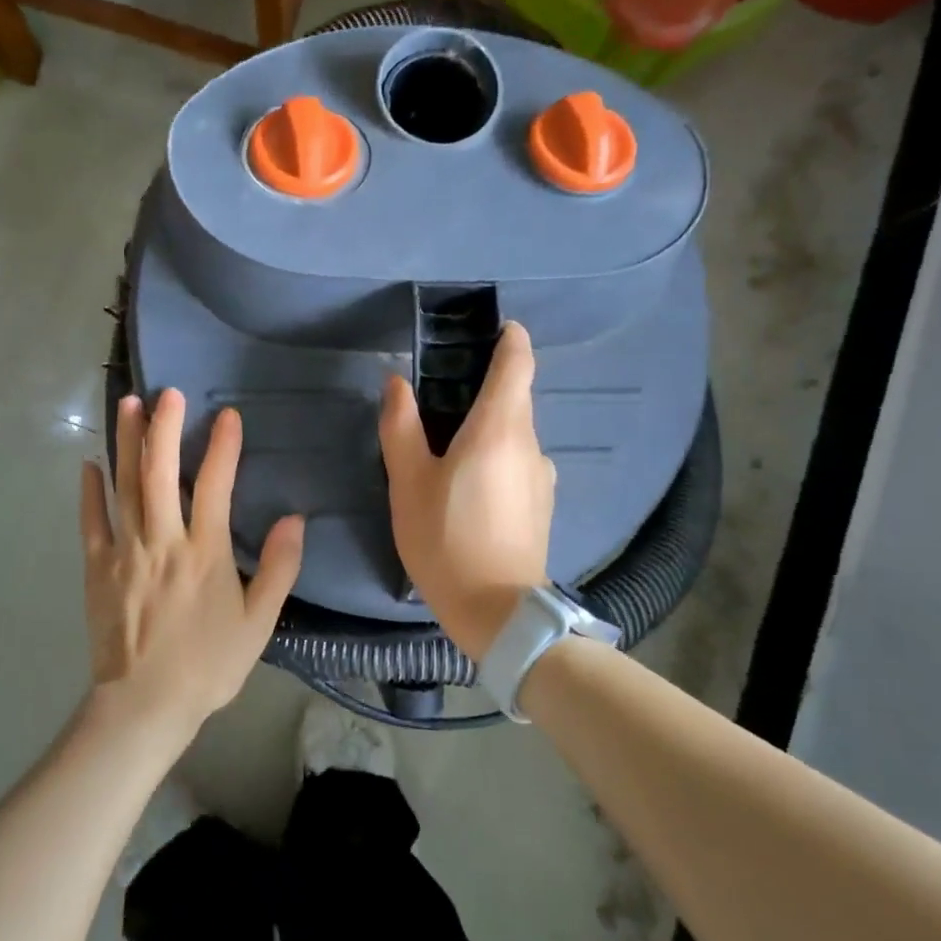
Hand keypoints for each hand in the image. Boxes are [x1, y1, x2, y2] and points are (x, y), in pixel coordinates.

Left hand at [80, 389, 304, 743]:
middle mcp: (163, 541)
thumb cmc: (208, 664)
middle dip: (163, 426)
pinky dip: (90, 491)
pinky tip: (90, 463)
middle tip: (167, 391)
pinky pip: (91, 521)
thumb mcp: (259, 622)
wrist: (145, 706)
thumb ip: (279, 568)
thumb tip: (295, 518)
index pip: (214, 485)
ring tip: (127, 404)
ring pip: (124, 486)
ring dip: (125, 442)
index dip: (222, 446)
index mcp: (204, 552)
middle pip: (160, 472)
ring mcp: (124, 551)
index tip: (227, 414)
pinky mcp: (97, 568)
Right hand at [379, 321, 554, 659]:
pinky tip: (469, 485)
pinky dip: (497, 455)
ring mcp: (541, 475)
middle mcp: (530, 443)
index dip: (510, 338)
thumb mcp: (409, 482)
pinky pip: (519, 461)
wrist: (497, 611)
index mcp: (499, 428)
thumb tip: (397, 383)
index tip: (495, 329)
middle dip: (486, 385)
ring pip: (515, 432)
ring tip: (449, 446)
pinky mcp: (542, 503)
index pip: (517, 362)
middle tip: (443, 394)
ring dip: (488, 426)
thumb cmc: (445, 539)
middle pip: (515, 397)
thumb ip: (401, 426)